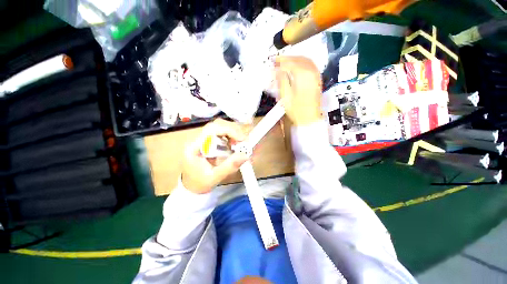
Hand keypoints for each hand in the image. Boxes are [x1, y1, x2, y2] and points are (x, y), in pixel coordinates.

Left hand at [182, 119, 249, 193]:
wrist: (191, 187)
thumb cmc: (200, 183)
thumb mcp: (215, 177)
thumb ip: (230, 166)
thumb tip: (246, 155)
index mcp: (194, 146)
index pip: (212, 129)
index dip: (229, 130)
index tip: (242, 139)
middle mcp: (197, 139)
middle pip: (217, 125)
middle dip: (233, 131)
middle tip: (243, 142)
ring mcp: (202, 139)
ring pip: (220, 128)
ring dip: (232, 134)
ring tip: (239, 145)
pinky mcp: (207, 141)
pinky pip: (221, 134)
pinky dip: (231, 138)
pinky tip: (234, 146)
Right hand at [275, 56, 321, 125]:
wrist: (309, 119)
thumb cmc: (296, 110)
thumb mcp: (285, 96)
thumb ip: (281, 80)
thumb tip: (277, 70)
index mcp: (303, 75)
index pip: (290, 63)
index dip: (280, 61)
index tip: (272, 62)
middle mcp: (312, 72)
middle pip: (298, 59)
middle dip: (287, 59)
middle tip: (277, 61)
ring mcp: (316, 76)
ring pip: (305, 61)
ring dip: (294, 60)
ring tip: (285, 63)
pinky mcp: (317, 80)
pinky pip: (310, 66)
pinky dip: (301, 63)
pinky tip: (295, 67)